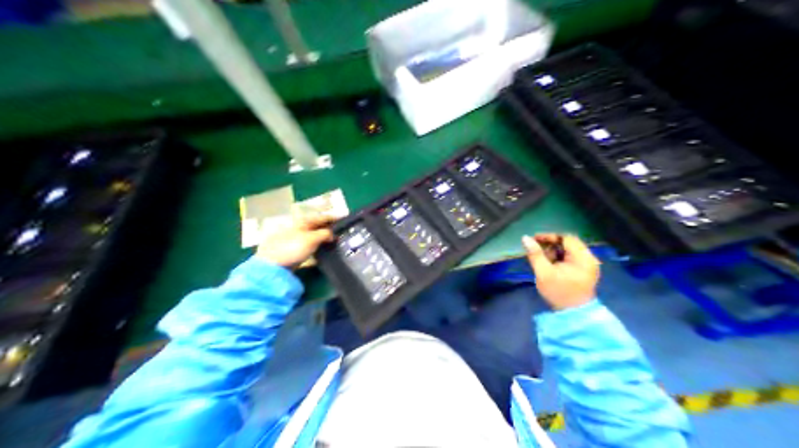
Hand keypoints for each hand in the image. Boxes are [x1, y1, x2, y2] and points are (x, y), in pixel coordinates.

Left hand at [251, 216, 334, 267]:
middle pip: (316, 226)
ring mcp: (293, 239)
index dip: (333, 217)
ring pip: (312, 236)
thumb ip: (324, 234)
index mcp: (302, 222)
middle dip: (327, 227)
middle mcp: (298, 228)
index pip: (321, 217)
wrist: (272, 265)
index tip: (344, 218)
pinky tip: (320, 250)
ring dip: (322, 237)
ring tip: (332, 241)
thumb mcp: (312, 239)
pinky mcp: (291, 250)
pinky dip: (315, 246)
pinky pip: (308, 245)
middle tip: (340, 231)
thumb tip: (332, 234)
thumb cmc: (292, 248)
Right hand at [525, 233, 598, 309]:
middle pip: (569, 242)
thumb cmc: (559, 293)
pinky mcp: (586, 269)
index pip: (566, 238)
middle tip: (538, 249)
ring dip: (556, 251)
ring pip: (571, 249)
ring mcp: (589, 264)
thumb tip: (525, 238)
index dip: (549, 236)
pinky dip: (561, 257)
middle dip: (552, 244)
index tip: (534, 239)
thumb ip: (535, 254)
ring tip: (544, 259)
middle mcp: (590, 258)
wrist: (574, 314)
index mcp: (583, 258)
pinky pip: (573, 256)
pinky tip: (552, 264)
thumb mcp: (543, 273)